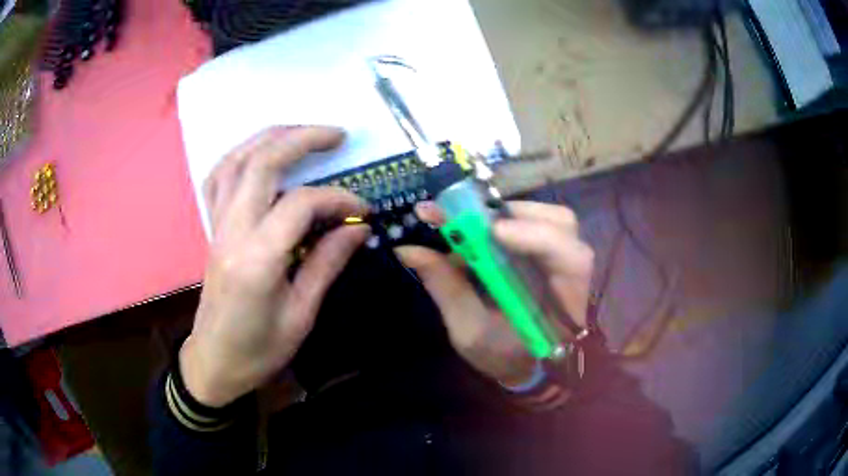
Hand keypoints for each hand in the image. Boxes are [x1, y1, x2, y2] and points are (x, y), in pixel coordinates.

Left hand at [180, 126, 368, 406]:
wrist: (215, 361)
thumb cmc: (259, 349)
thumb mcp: (301, 315)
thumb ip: (327, 263)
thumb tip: (359, 227)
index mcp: (257, 259)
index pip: (300, 204)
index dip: (337, 199)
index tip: (363, 209)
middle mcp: (232, 231)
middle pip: (262, 163)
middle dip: (302, 139)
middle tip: (338, 135)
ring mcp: (217, 225)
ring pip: (236, 161)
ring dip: (270, 138)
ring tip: (302, 132)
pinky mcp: (212, 227)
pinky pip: (219, 177)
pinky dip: (241, 155)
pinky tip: (260, 153)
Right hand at [395, 201, 593, 386]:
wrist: (522, 366)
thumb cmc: (502, 357)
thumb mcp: (469, 331)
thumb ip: (446, 287)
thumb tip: (409, 249)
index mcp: (565, 303)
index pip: (571, 259)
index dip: (537, 236)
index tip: (494, 231)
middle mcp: (572, 273)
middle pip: (562, 224)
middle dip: (515, 216)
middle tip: (468, 220)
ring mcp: (563, 258)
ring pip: (551, 218)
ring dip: (508, 215)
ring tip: (470, 224)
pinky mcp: (549, 252)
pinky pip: (536, 222)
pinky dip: (506, 219)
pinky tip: (480, 230)